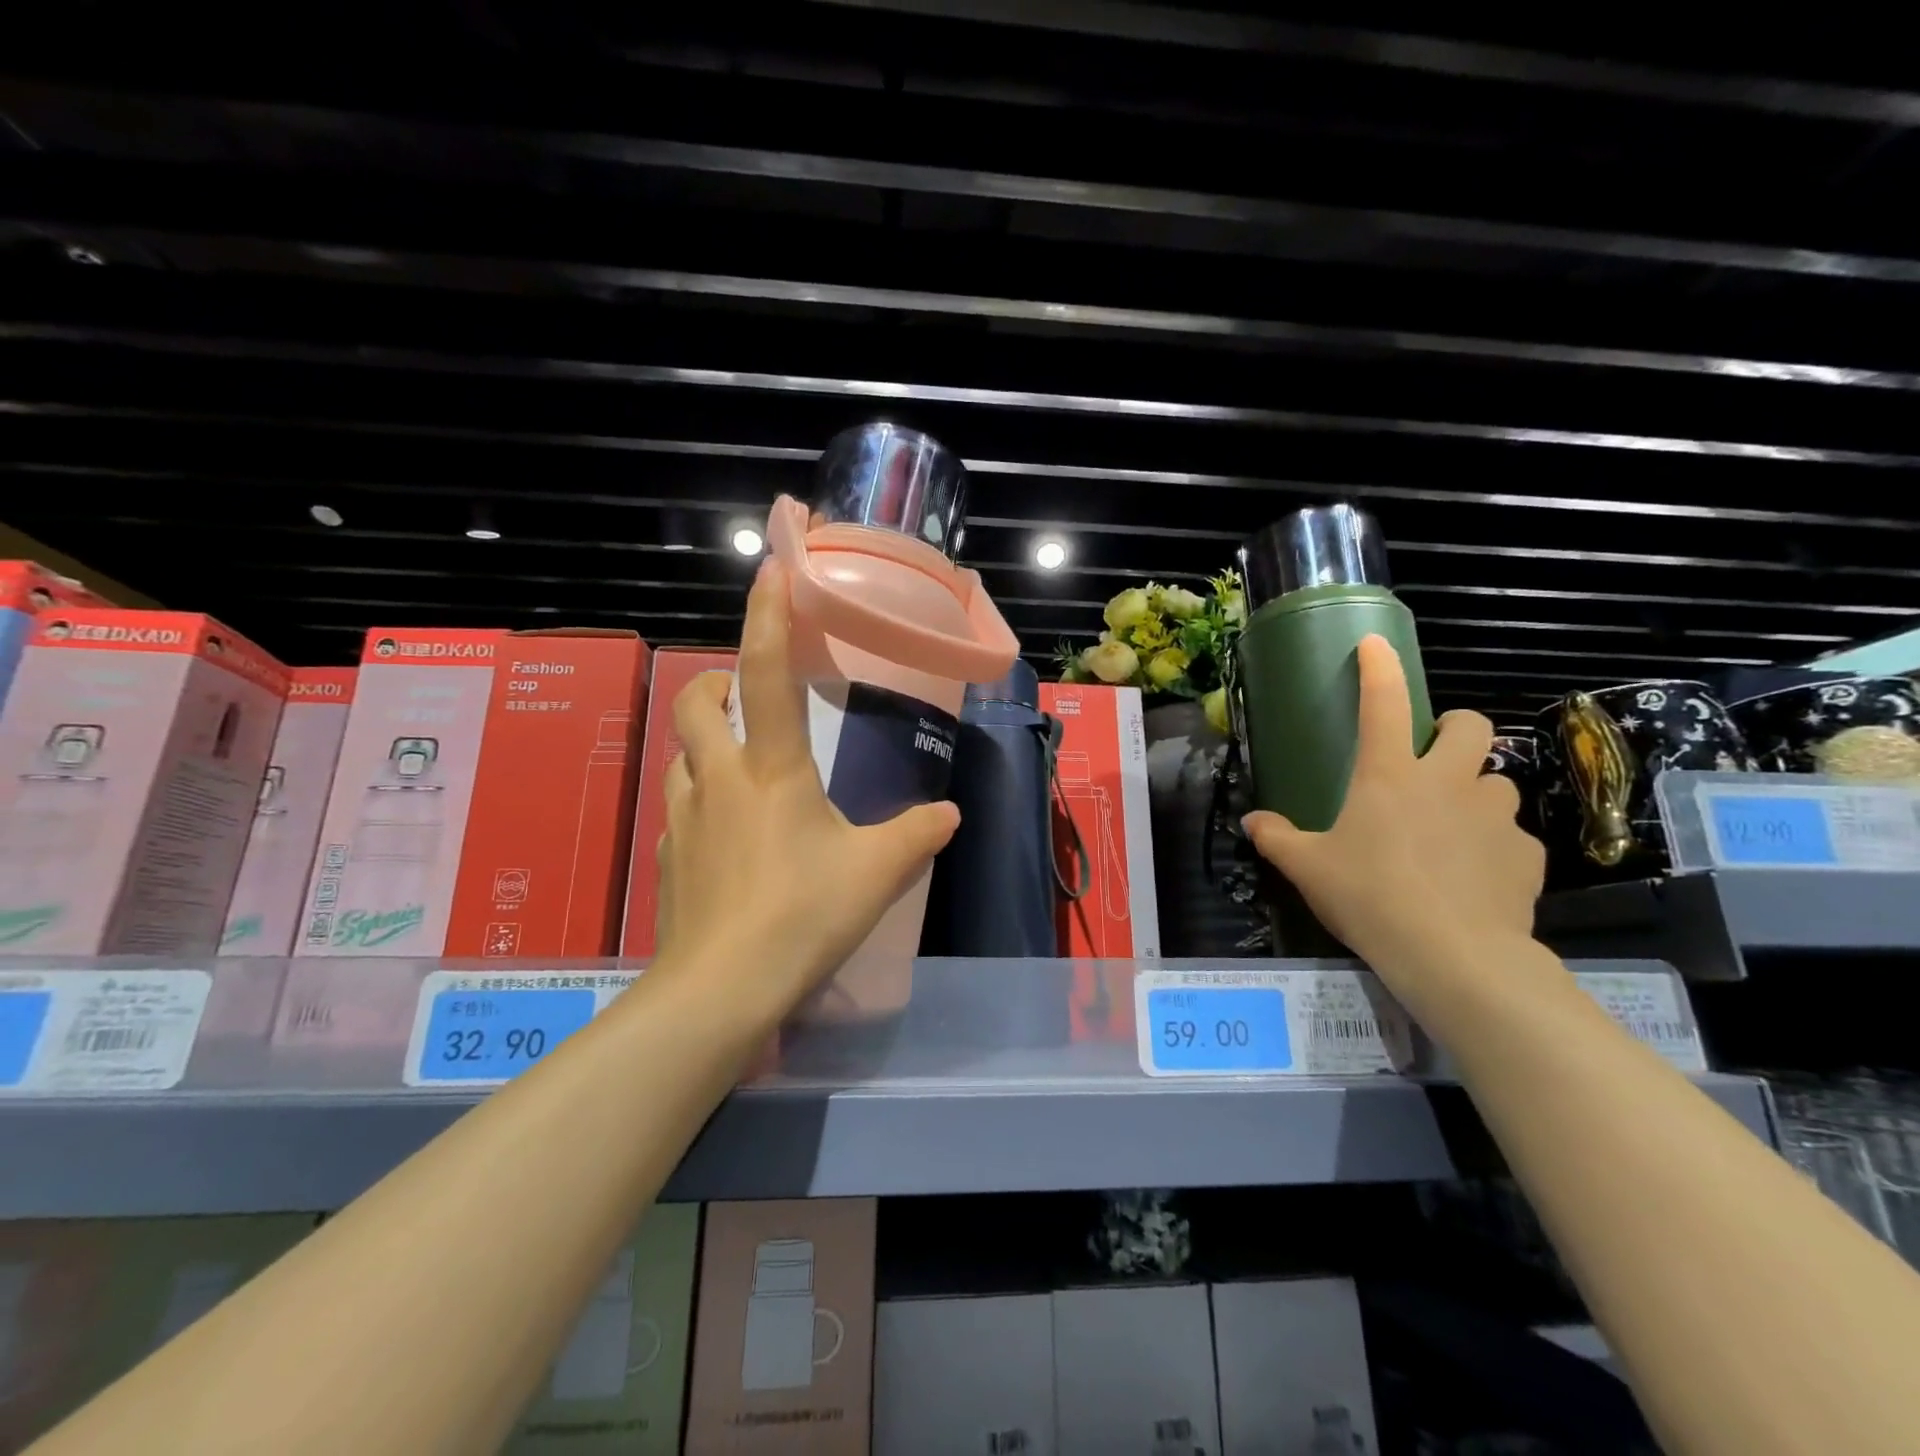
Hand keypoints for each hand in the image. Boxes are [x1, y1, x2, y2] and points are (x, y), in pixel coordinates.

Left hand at [654, 558, 960, 1013]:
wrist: (721, 990)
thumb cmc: (803, 915)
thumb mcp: (876, 873)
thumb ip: (917, 835)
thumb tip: (949, 814)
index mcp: (771, 769)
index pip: (764, 674)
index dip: (767, 616)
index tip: (770, 570)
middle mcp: (719, 779)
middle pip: (695, 702)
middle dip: (716, 681)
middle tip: (745, 694)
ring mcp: (684, 819)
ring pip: (681, 755)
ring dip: (705, 742)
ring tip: (739, 763)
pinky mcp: (670, 858)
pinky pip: (680, 808)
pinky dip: (700, 798)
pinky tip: (727, 832)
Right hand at [1241, 635, 1543, 985]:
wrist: (1452, 956)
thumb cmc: (1369, 897)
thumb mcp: (1308, 868)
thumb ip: (1276, 838)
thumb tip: (1251, 822)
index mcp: (1390, 775)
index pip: (1383, 704)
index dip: (1379, 668)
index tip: (1375, 644)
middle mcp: (1448, 782)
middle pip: (1470, 726)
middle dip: (1455, 730)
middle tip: (1433, 759)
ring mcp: (1494, 816)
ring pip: (1496, 781)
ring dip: (1474, 793)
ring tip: (1451, 828)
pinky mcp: (1525, 854)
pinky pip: (1511, 836)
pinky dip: (1492, 845)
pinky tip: (1473, 877)